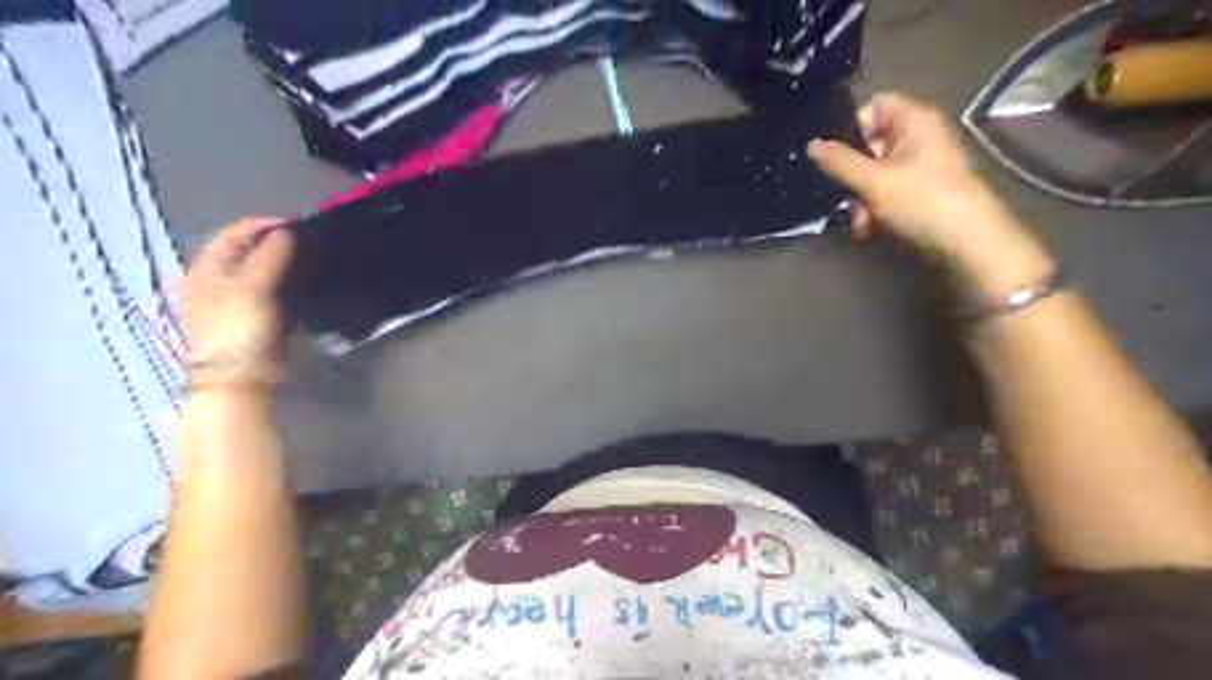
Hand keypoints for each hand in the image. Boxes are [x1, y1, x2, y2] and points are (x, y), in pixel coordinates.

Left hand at [183, 217, 296, 388]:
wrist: (240, 377)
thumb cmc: (239, 329)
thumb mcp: (252, 288)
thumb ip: (269, 256)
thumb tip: (286, 232)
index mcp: (206, 269)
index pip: (233, 233)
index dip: (263, 224)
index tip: (298, 224)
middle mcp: (217, 280)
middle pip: (248, 251)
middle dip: (276, 243)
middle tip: (307, 242)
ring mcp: (236, 300)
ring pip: (262, 270)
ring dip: (285, 262)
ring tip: (311, 259)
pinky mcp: (255, 316)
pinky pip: (274, 290)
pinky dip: (289, 282)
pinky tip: (305, 283)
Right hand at [809, 94, 1015, 254]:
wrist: (968, 241)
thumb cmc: (922, 201)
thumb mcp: (874, 181)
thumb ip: (840, 162)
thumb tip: (811, 144)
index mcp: (915, 121)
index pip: (875, 106)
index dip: (853, 127)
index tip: (838, 156)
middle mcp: (919, 137)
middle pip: (870, 144)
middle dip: (853, 175)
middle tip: (846, 197)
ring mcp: (921, 165)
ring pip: (875, 173)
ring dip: (861, 199)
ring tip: (862, 223)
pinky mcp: (920, 191)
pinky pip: (887, 191)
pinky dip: (876, 209)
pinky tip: (871, 230)